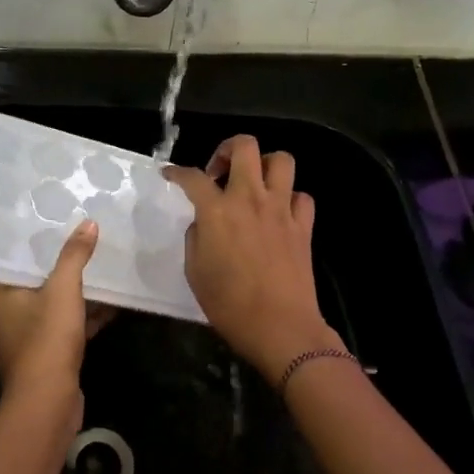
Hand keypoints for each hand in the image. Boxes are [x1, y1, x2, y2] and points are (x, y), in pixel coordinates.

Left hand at [0, 220, 110, 405]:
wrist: (48, 402)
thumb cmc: (46, 338)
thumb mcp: (63, 289)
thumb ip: (75, 256)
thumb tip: (88, 224)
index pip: (12, 262)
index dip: (34, 247)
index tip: (55, 229)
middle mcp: (0, 317)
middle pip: (32, 284)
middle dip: (59, 270)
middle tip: (81, 246)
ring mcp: (19, 340)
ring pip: (48, 307)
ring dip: (73, 295)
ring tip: (99, 272)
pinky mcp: (39, 358)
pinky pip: (59, 329)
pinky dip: (79, 319)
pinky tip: (107, 306)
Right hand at [164, 136, 343, 375]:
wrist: (280, 327)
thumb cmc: (229, 305)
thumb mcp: (195, 271)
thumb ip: (196, 238)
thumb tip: (203, 223)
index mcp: (217, 211)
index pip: (192, 177)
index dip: (177, 172)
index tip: (171, 175)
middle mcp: (250, 199)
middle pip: (245, 146)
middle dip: (227, 149)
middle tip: (219, 172)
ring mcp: (281, 209)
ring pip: (281, 160)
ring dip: (264, 165)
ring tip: (253, 184)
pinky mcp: (303, 226)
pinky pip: (302, 197)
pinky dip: (290, 198)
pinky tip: (279, 212)